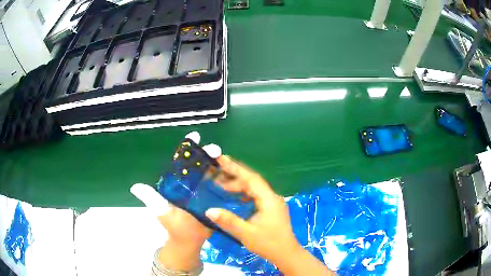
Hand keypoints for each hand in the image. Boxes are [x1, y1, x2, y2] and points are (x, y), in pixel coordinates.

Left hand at [130, 132, 220, 270]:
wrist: (189, 242)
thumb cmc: (175, 227)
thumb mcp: (162, 212)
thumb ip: (152, 200)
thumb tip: (134, 187)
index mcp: (177, 183)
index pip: (181, 161)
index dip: (187, 148)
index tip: (195, 136)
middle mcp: (191, 184)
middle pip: (199, 164)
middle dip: (207, 154)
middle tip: (216, 150)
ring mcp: (204, 192)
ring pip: (212, 174)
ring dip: (219, 165)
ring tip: (227, 160)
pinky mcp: (214, 200)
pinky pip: (221, 187)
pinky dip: (227, 181)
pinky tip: (236, 176)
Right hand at [205, 156, 300, 266]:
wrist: (286, 254)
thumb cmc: (269, 244)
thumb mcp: (247, 233)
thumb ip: (228, 221)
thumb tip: (209, 210)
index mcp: (268, 199)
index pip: (251, 178)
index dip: (235, 168)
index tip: (221, 159)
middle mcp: (272, 197)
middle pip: (252, 182)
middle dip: (234, 176)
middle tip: (216, 173)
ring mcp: (273, 202)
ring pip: (254, 189)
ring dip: (238, 186)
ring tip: (221, 185)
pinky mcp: (271, 208)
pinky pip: (255, 196)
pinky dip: (243, 194)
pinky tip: (234, 197)